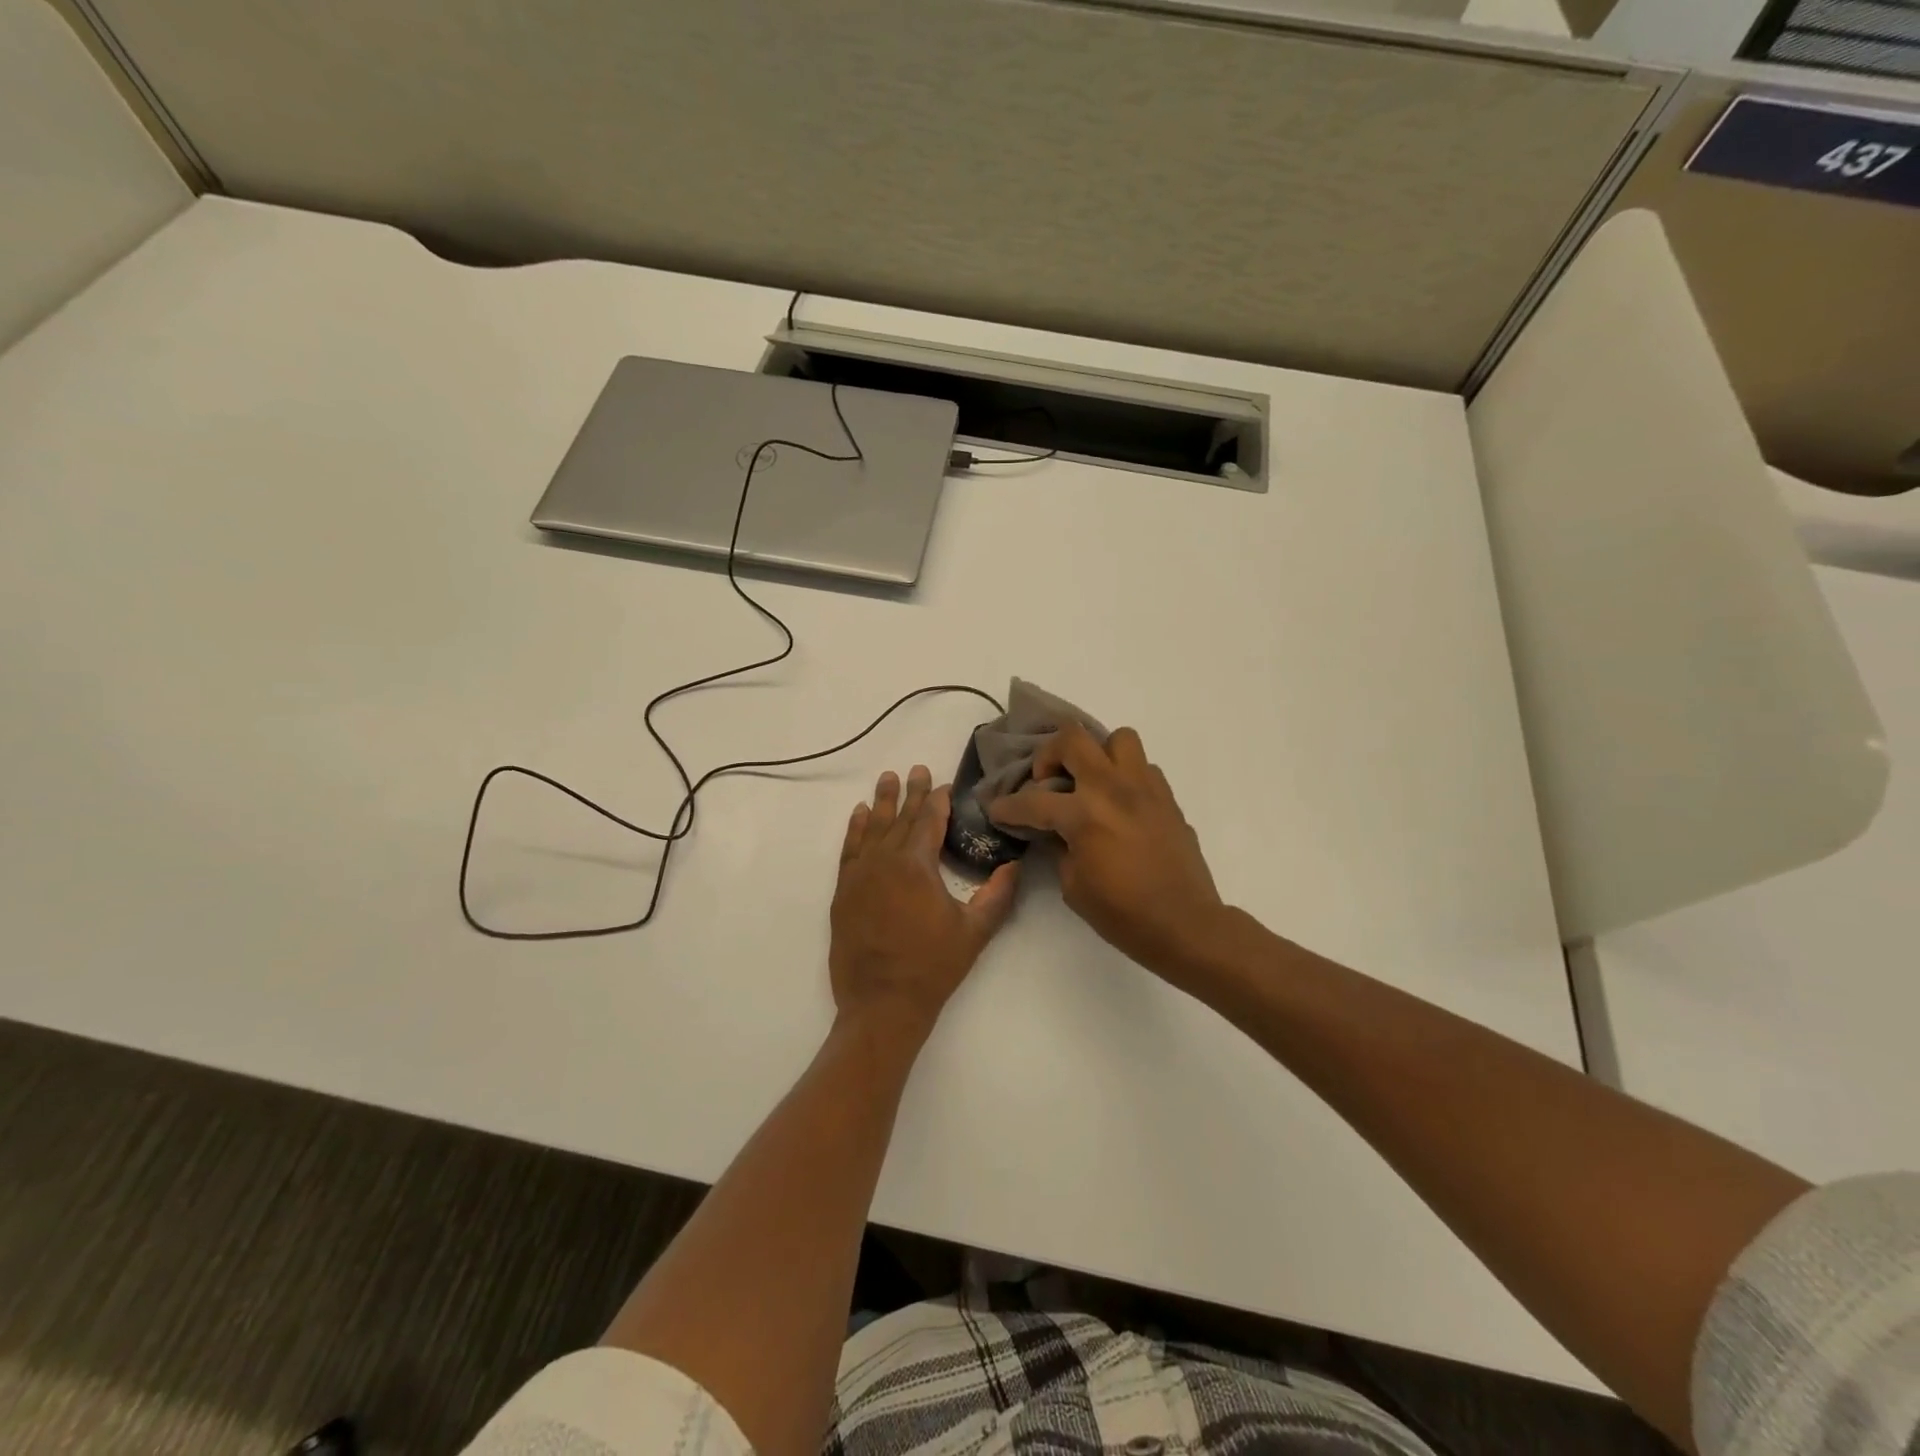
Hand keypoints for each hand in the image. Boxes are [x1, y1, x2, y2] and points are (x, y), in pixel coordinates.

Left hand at [830, 766, 1019, 1040]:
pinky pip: (849, 849)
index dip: (939, 800)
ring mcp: (860, 875)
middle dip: (911, 793)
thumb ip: (997, 895)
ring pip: (872, 828)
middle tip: (917, 769)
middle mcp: (885, 861)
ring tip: (887, 778)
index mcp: (917, 866)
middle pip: (900, 817)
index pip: (929, 821)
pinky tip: (859, 815)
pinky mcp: (843, 891)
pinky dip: (854, 829)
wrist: (881, 1004)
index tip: (946, 785)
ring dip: (881, 802)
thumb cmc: (932, 967)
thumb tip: (1014, 866)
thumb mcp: (974, 932)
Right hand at [988, 723, 1224, 979]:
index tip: (996, 809)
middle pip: (1073, 739)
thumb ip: (1059, 848)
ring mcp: (1145, 789)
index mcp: (1085, 815)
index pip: (1033, 801)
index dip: (1007, 806)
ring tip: (1090, 782)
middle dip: (1050, 754)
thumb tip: (1055, 831)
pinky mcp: (1167, 798)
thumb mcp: (1073, 887)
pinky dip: (1125, 777)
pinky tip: (1120, 805)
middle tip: (1047, 779)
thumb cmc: (1123, 914)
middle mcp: (1113, 789)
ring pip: (1118, 738)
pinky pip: (1142, 768)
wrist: (1185, 924)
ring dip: (1097, 754)